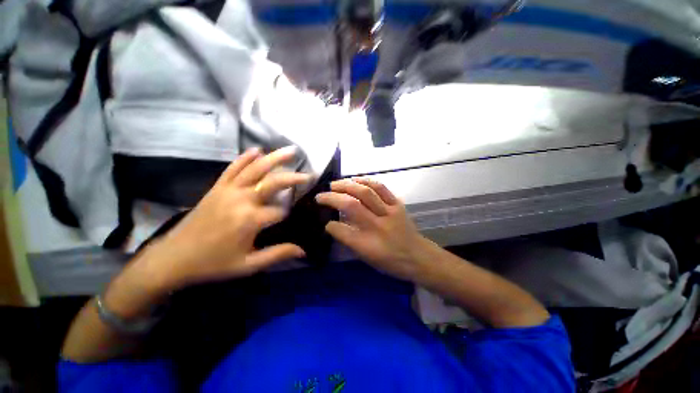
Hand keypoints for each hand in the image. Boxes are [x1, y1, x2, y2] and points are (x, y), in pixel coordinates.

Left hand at [118, 147, 309, 304]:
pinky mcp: (217, 187)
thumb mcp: (248, 265)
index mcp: (250, 220)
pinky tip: (257, 150)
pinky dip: (245, 157)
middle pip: (273, 182)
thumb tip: (304, 251)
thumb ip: (278, 254)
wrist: (173, 257)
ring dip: (275, 158)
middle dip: (293, 177)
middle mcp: (241, 200)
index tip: (293, 218)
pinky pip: (233, 168)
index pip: (281, 211)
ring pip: (256, 169)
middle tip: (308, 174)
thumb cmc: (213, 263)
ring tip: (291, 150)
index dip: (289, 214)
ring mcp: (228, 190)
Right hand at [316, 178, 432, 281]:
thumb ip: (349, 241)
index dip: (330, 225)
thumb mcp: (367, 258)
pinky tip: (355, 180)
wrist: (418, 256)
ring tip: (335, 184)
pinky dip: (366, 181)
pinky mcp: (397, 204)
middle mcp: (377, 226)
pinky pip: (381, 188)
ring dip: (347, 185)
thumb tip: (333, 225)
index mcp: (368, 245)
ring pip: (365, 192)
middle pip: (351, 205)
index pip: (342, 231)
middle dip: (332, 198)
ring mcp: (389, 213)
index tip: (325, 222)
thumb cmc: (390, 261)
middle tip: (321, 195)